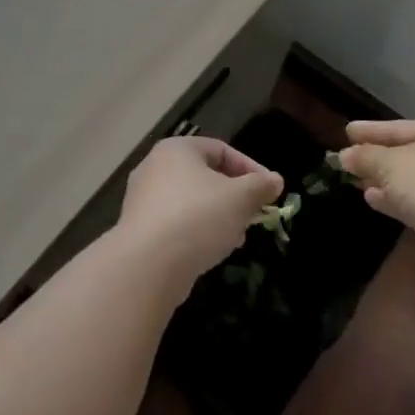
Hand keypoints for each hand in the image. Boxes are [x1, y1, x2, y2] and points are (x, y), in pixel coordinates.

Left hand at [117, 136, 283, 289]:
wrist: (148, 264)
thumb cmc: (198, 217)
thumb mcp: (240, 198)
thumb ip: (260, 186)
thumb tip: (275, 180)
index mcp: (176, 150)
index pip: (221, 149)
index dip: (250, 168)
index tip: (270, 191)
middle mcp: (154, 168)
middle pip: (205, 176)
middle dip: (234, 196)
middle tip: (254, 215)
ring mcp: (142, 200)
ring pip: (191, 202)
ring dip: (218, 217)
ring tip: (237, 237)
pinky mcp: (139, 229)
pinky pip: (176, 223)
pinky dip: (197, 232)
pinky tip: (212, 251)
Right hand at [336, 120, 414, 276]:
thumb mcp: (389, 162)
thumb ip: (365, 156)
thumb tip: (345, 156)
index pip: (399, 127)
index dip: (371, 130)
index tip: (347, 131)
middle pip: (405, 153)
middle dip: (375, 156)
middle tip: (346, 157)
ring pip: (407, 180)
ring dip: (381, 180)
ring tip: (355, 179)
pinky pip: (410, 202)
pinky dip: (391, 199)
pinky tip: (370, 198)